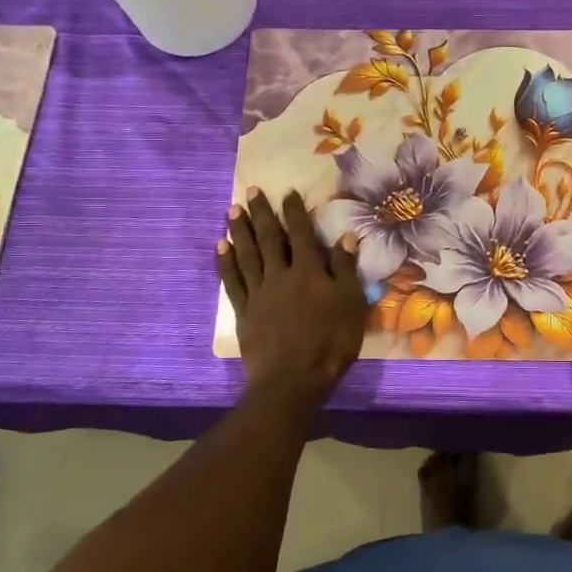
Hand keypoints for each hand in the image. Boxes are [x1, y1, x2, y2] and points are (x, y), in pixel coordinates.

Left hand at [219, 189, 366, 404]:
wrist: (293, 380)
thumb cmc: (331, 343)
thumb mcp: (351, 304)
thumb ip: (346, 269)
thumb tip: (345, 236)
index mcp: (310, 271)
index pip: (301, 234)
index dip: (294, 212)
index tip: (287, 192)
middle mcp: (281, 274)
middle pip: (270, 238)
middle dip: (262, 213)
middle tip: (251, 191)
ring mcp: (259, 293)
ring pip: (247, 254)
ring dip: (240, 231)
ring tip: (232, 210)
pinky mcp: (244, 312)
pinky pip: (233, 281)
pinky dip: (226, 262)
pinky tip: (220, 247)